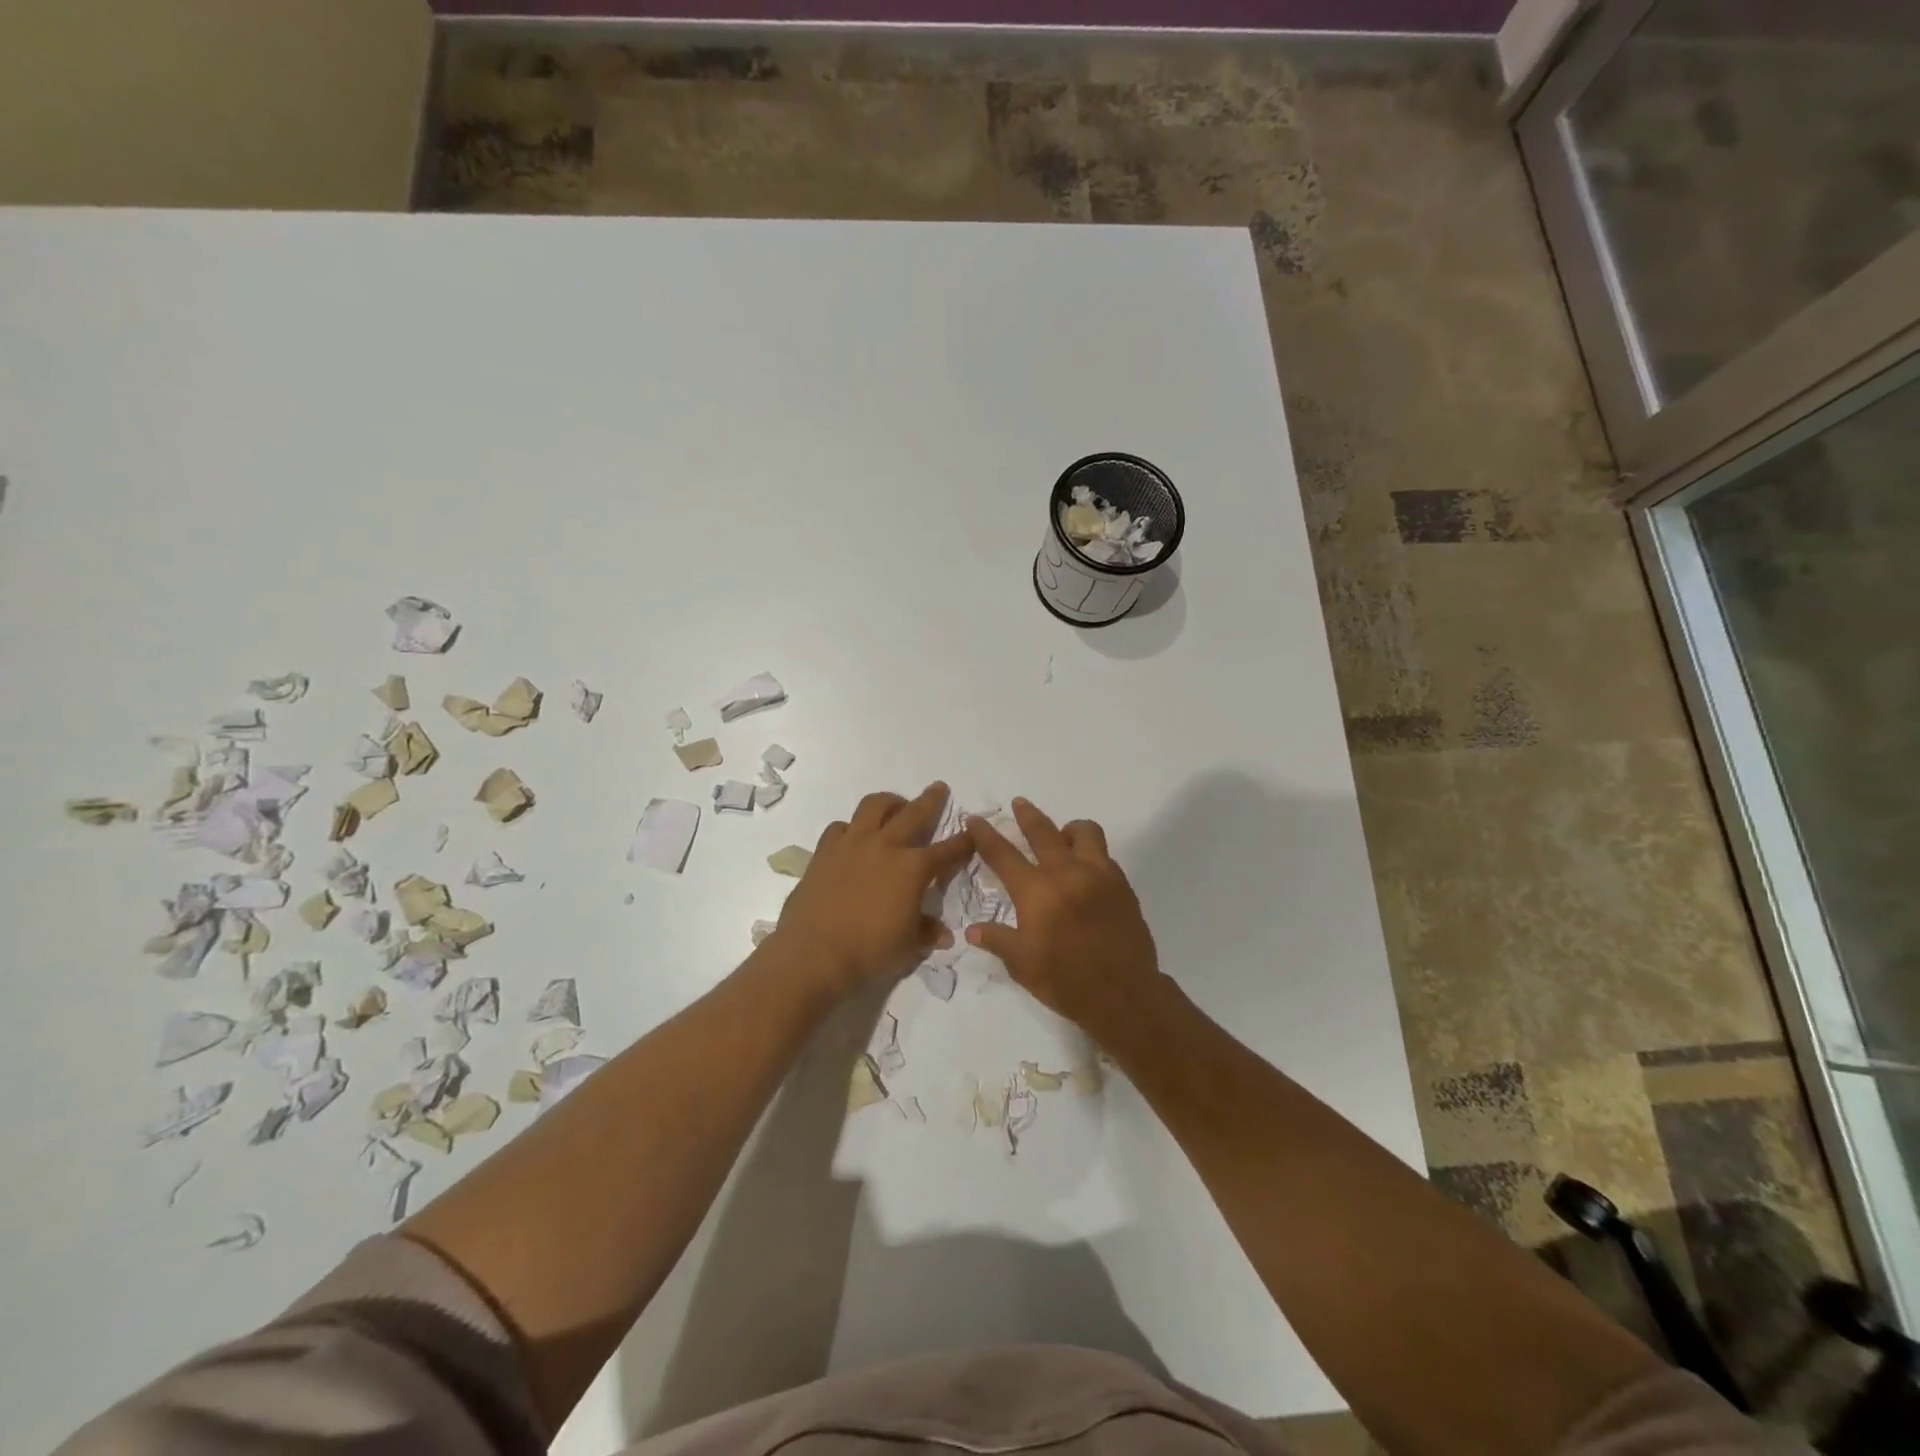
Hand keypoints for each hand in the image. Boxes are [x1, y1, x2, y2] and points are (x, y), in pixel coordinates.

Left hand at [773, 782, 974, 995]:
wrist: (814, 953)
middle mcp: (885, 846)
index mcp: (913, 868)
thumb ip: (927, 932)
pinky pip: (841, 827)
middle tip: (938, 788)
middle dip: (931, 800)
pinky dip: (852, 827)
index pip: (948, 850)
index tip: (973, 833)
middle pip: (913, 813)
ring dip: (889, 802)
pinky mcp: (824, 850)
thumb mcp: (908, 947)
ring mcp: (852, 843)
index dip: (964, 842)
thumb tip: (944, 933)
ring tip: (895, 806)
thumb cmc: (869, 951)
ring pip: (873, 806)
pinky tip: (854, 837)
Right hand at [965, 798, 1159, 1029]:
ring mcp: (1099, 875)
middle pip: (1043, 832)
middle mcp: (1067, 873)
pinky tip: (1085, 871)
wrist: (1124, 994)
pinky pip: (1104, 856)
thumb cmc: (1066, 981)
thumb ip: (998, 940)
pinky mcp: (1122, 885)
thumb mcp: (1022, 965)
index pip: (1003, 855)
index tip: (975, 819)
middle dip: (1027, 815)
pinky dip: (1090, 855)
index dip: (986, 835)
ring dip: (1068, 830)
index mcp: (1037, 892)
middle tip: (1019, 804)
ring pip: (1084, 832)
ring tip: (1062, 838)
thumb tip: (972, 930)